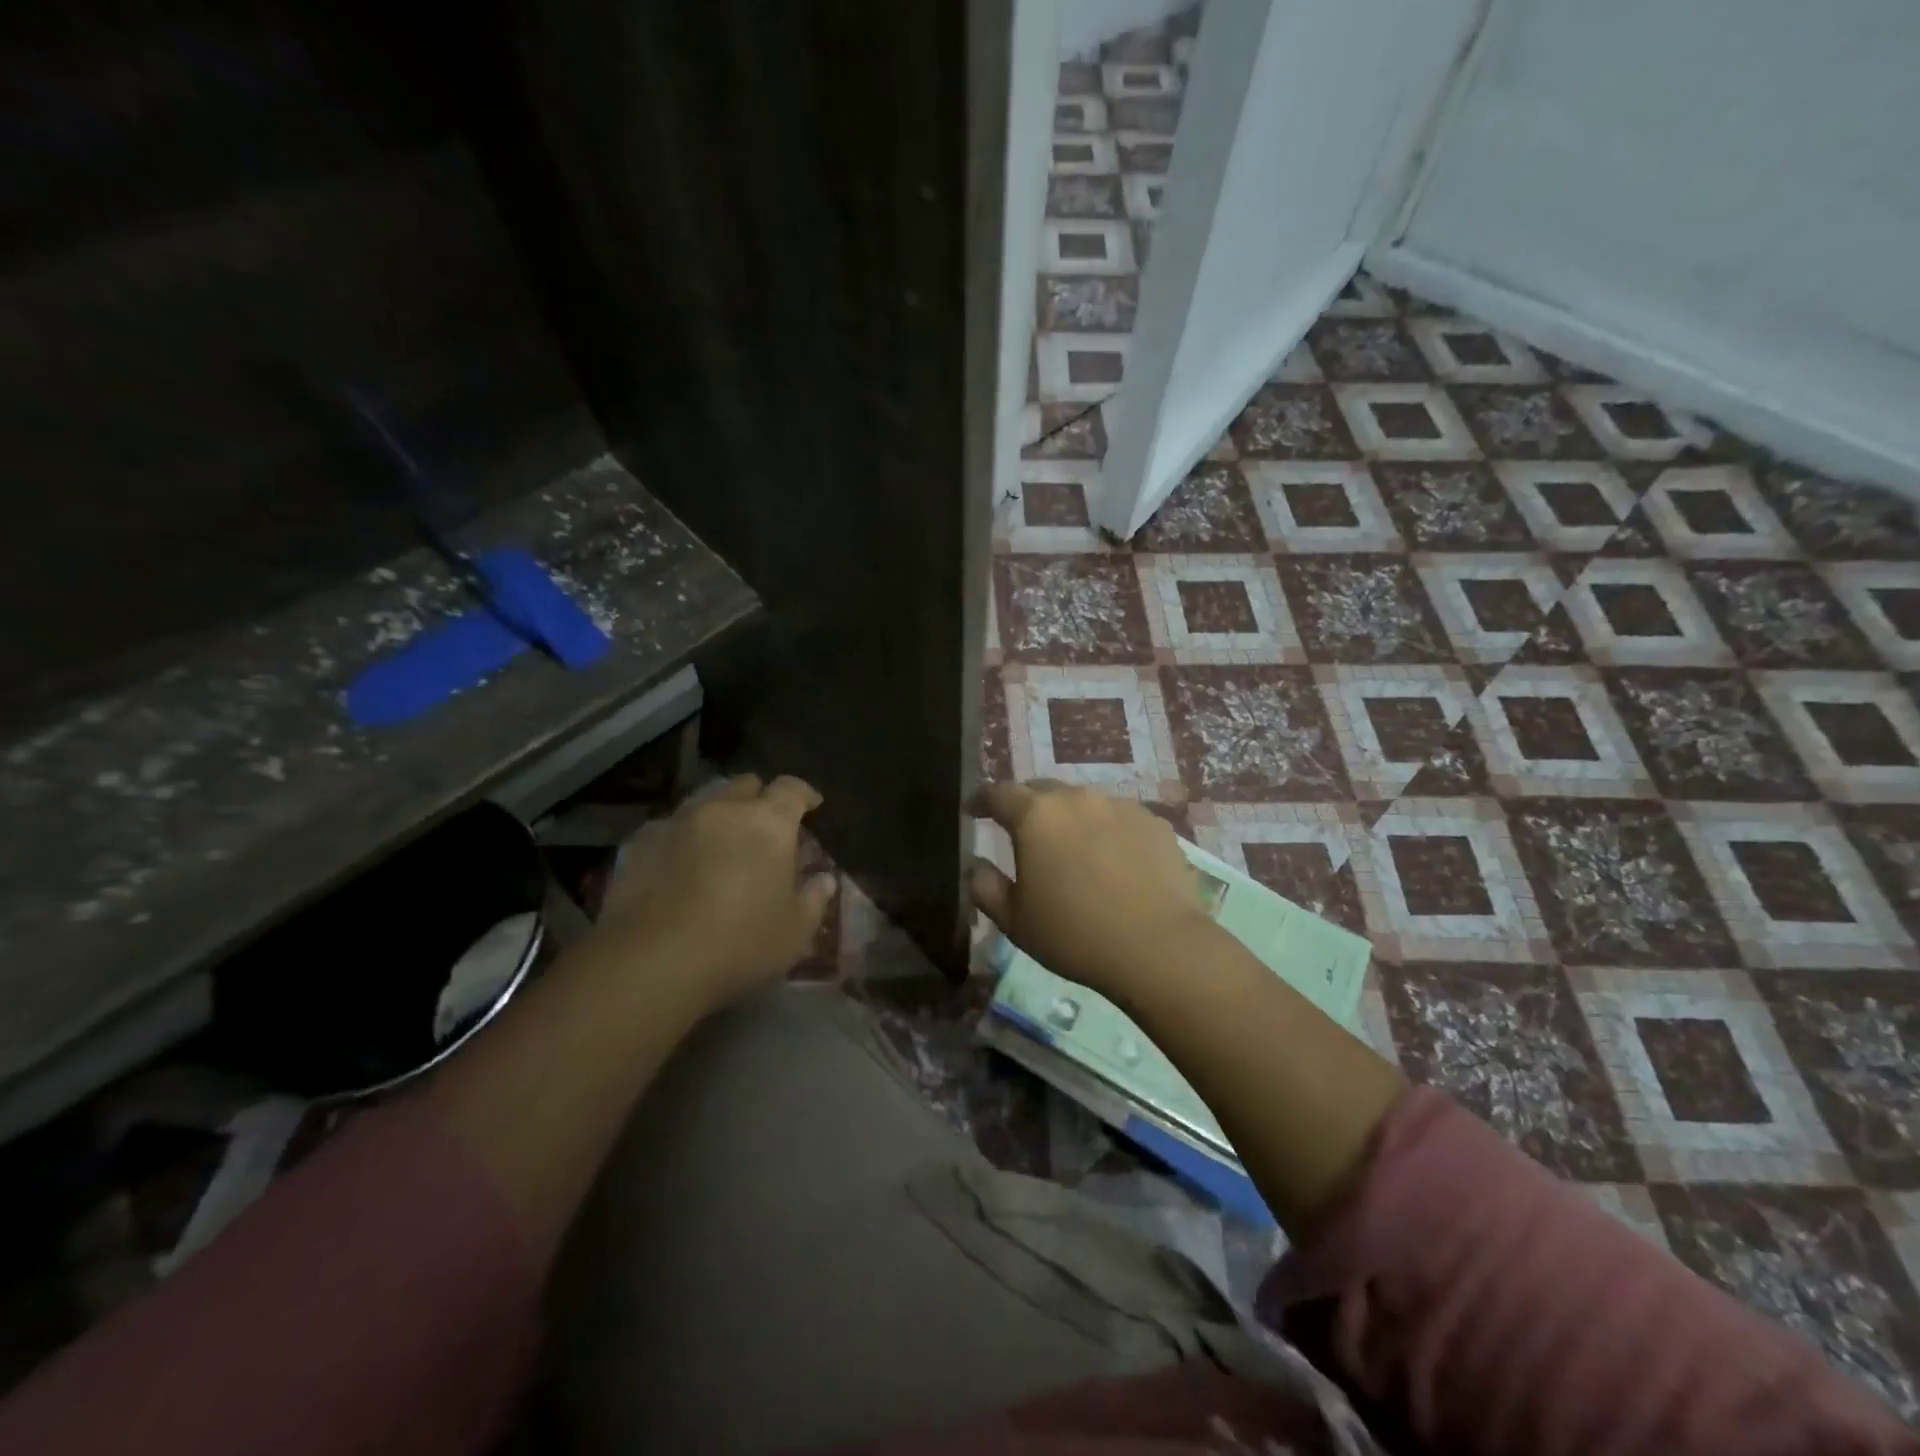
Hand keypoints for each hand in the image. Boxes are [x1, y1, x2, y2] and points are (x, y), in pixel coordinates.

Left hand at [596, 773, 836, 1007]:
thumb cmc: (739, 944)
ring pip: (705, 801)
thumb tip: (824, 879)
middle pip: (745, 785)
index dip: (804, 794)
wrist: (651, 962)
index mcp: (768, 822)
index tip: (812, 806)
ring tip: (722, 844)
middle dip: (759, 799)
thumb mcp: (794, 932)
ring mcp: (677, 821)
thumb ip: (813, 899)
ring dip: (720, 814)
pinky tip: (682, 864)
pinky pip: (670, 826)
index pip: (792, 788)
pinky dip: (684, 837)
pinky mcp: (640, 842)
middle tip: (765, 828)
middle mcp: (723, 809)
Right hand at [968, 781, 1216, 1003]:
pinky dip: (1108, 832)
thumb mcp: (1014, 920)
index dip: (982, 800)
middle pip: (1043, 790)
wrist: (1158, 947)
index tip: (974, 811)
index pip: (998, 793)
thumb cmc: (1074, 934)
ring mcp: (1121, 806)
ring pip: (1084, 803)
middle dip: (1027, 806)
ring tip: (1072, 850)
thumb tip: (976, 864)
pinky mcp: (1155, 823)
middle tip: (1023, 833)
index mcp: (1035, 816)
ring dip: (1071, 819)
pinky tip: (1114, 863)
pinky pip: (1120, 819)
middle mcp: (1077, 798)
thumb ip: (985, 886)